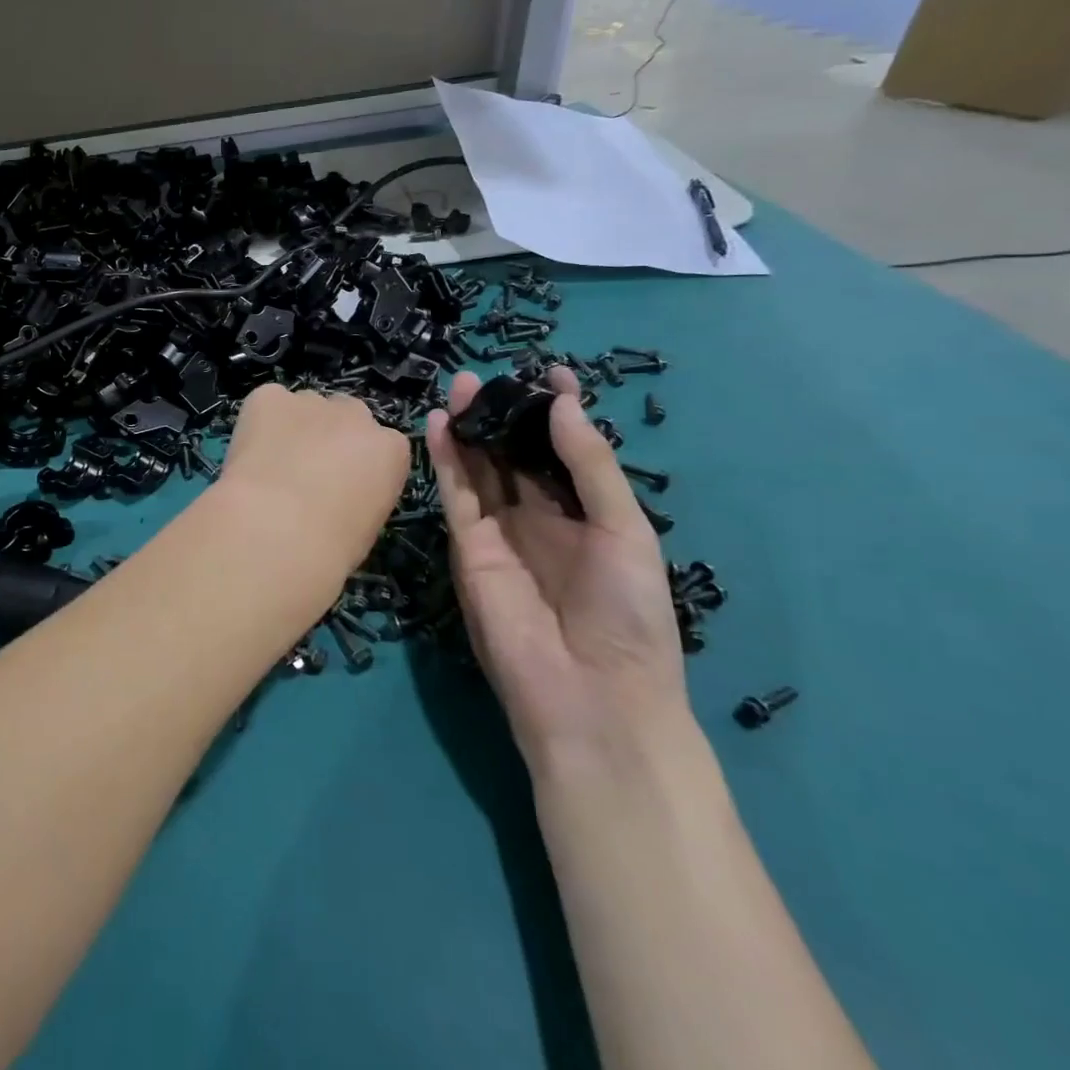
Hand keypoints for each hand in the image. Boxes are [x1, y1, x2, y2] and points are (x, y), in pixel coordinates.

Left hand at [216, 383, 411, 579]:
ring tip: (270, 466)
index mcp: (390, 450)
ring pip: (305, 407)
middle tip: (304, 473)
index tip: (340, 488)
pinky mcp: (269, 398)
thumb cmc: (330, 545)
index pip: (381, 446)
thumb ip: (359, 494)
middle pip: (346, 416)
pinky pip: (267, 402)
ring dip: (294, 428)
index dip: (356, 466)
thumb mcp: (365, 526)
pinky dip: (258, 422)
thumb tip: (336, 495)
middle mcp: (356, 415)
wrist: (277, 529)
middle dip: (329, 437)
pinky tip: (249, 453)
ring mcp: (311, 401)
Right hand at [425, 368, 687, 773]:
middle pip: (514, 456)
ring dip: (469, 428)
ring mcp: (499, 533)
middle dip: (502, 415)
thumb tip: (564, 401)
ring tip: (459, 387)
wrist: (590, 697)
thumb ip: (590, 464)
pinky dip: (446, 459)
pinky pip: (454, 495)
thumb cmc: (628, 614)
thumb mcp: (625, 530)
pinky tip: (441, 424)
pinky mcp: (466, 548)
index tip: (551, 373)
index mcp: (586, 516)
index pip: (564, 453)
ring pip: (479, 469)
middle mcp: (539, 519)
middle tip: (487, 376)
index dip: (557, 414)